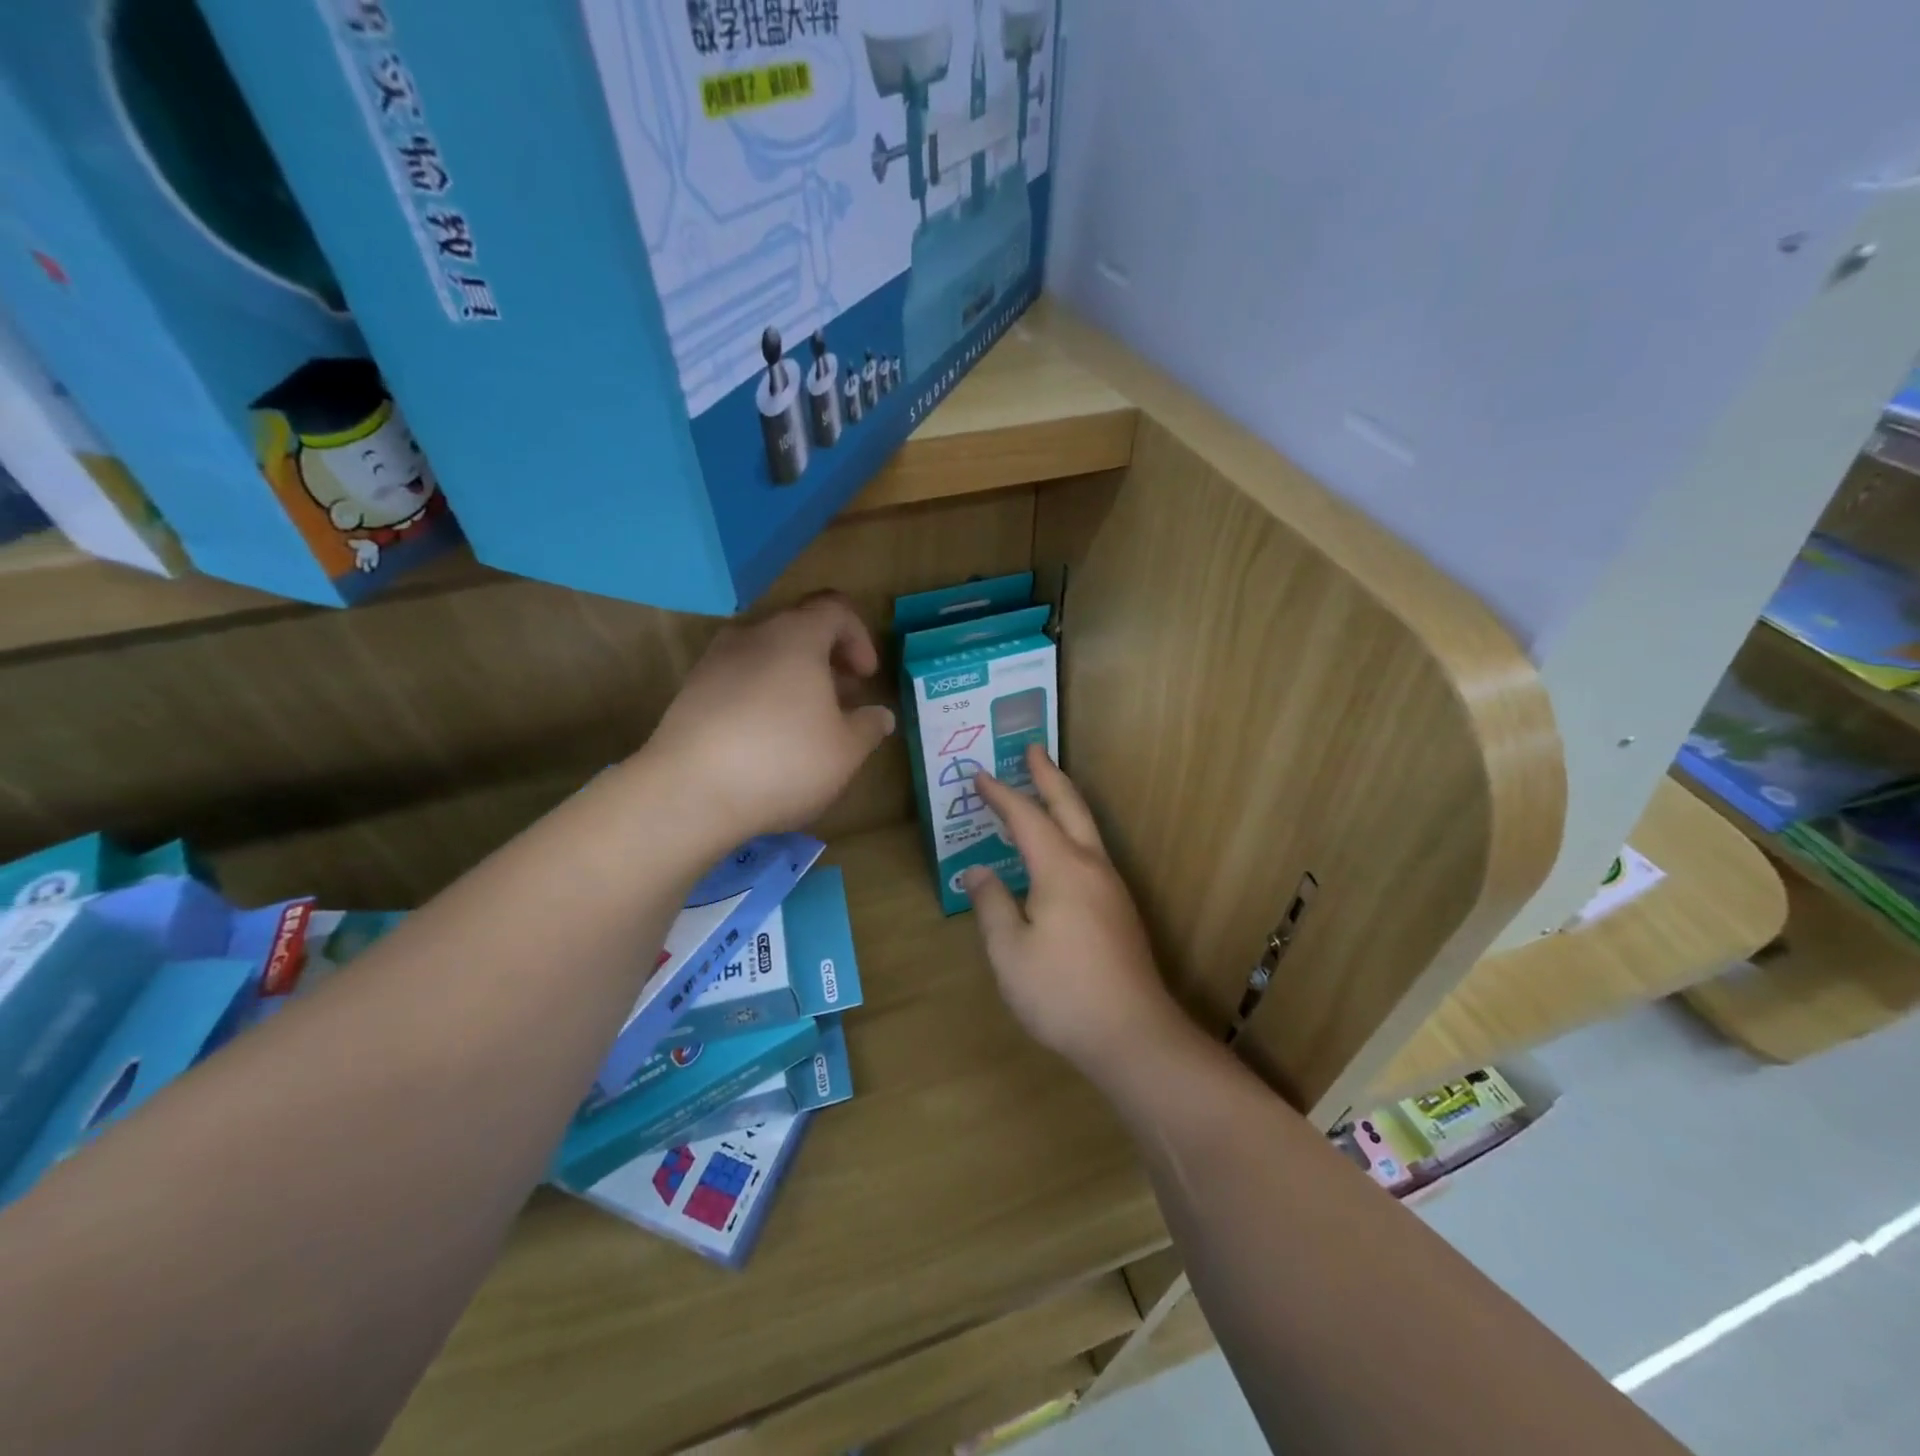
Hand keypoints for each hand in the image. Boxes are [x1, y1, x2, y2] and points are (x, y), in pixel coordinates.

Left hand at [643, 593, 893, 844]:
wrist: (688, 793)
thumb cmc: (783, 762)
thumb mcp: (845, 752)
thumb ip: (868, 726)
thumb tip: (879, 715)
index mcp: (796, 637)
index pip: (835, 609)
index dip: (859, 637)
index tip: (865, 677)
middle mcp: (752, 635)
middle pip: (798, 629)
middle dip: (827, 659)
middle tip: (842, 699)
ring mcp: (714, 661)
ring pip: (766, 654)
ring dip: (793, 678)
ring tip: (806, 722)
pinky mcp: (690, 691)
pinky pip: (738, 679)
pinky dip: (761, 695)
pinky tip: (766, 739)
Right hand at [962, 746, 1187, 1082]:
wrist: (1132, 1035)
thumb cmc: (1062, 993)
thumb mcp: (1009, 951)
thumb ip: (991, 904)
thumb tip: (978, 871)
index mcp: (1061, 869)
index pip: (1026, 816)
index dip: (1000, 794)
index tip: (978, 775)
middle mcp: (1091, 866)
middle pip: (1070, 806)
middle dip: (1048, 775)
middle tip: (1032, 749)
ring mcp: (1111, 887)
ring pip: (1086, 828)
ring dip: (1064, 802)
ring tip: (1044, 790)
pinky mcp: (1119, 910)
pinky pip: (1090, 852)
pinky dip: (1070, 832)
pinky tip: (1059, 851)